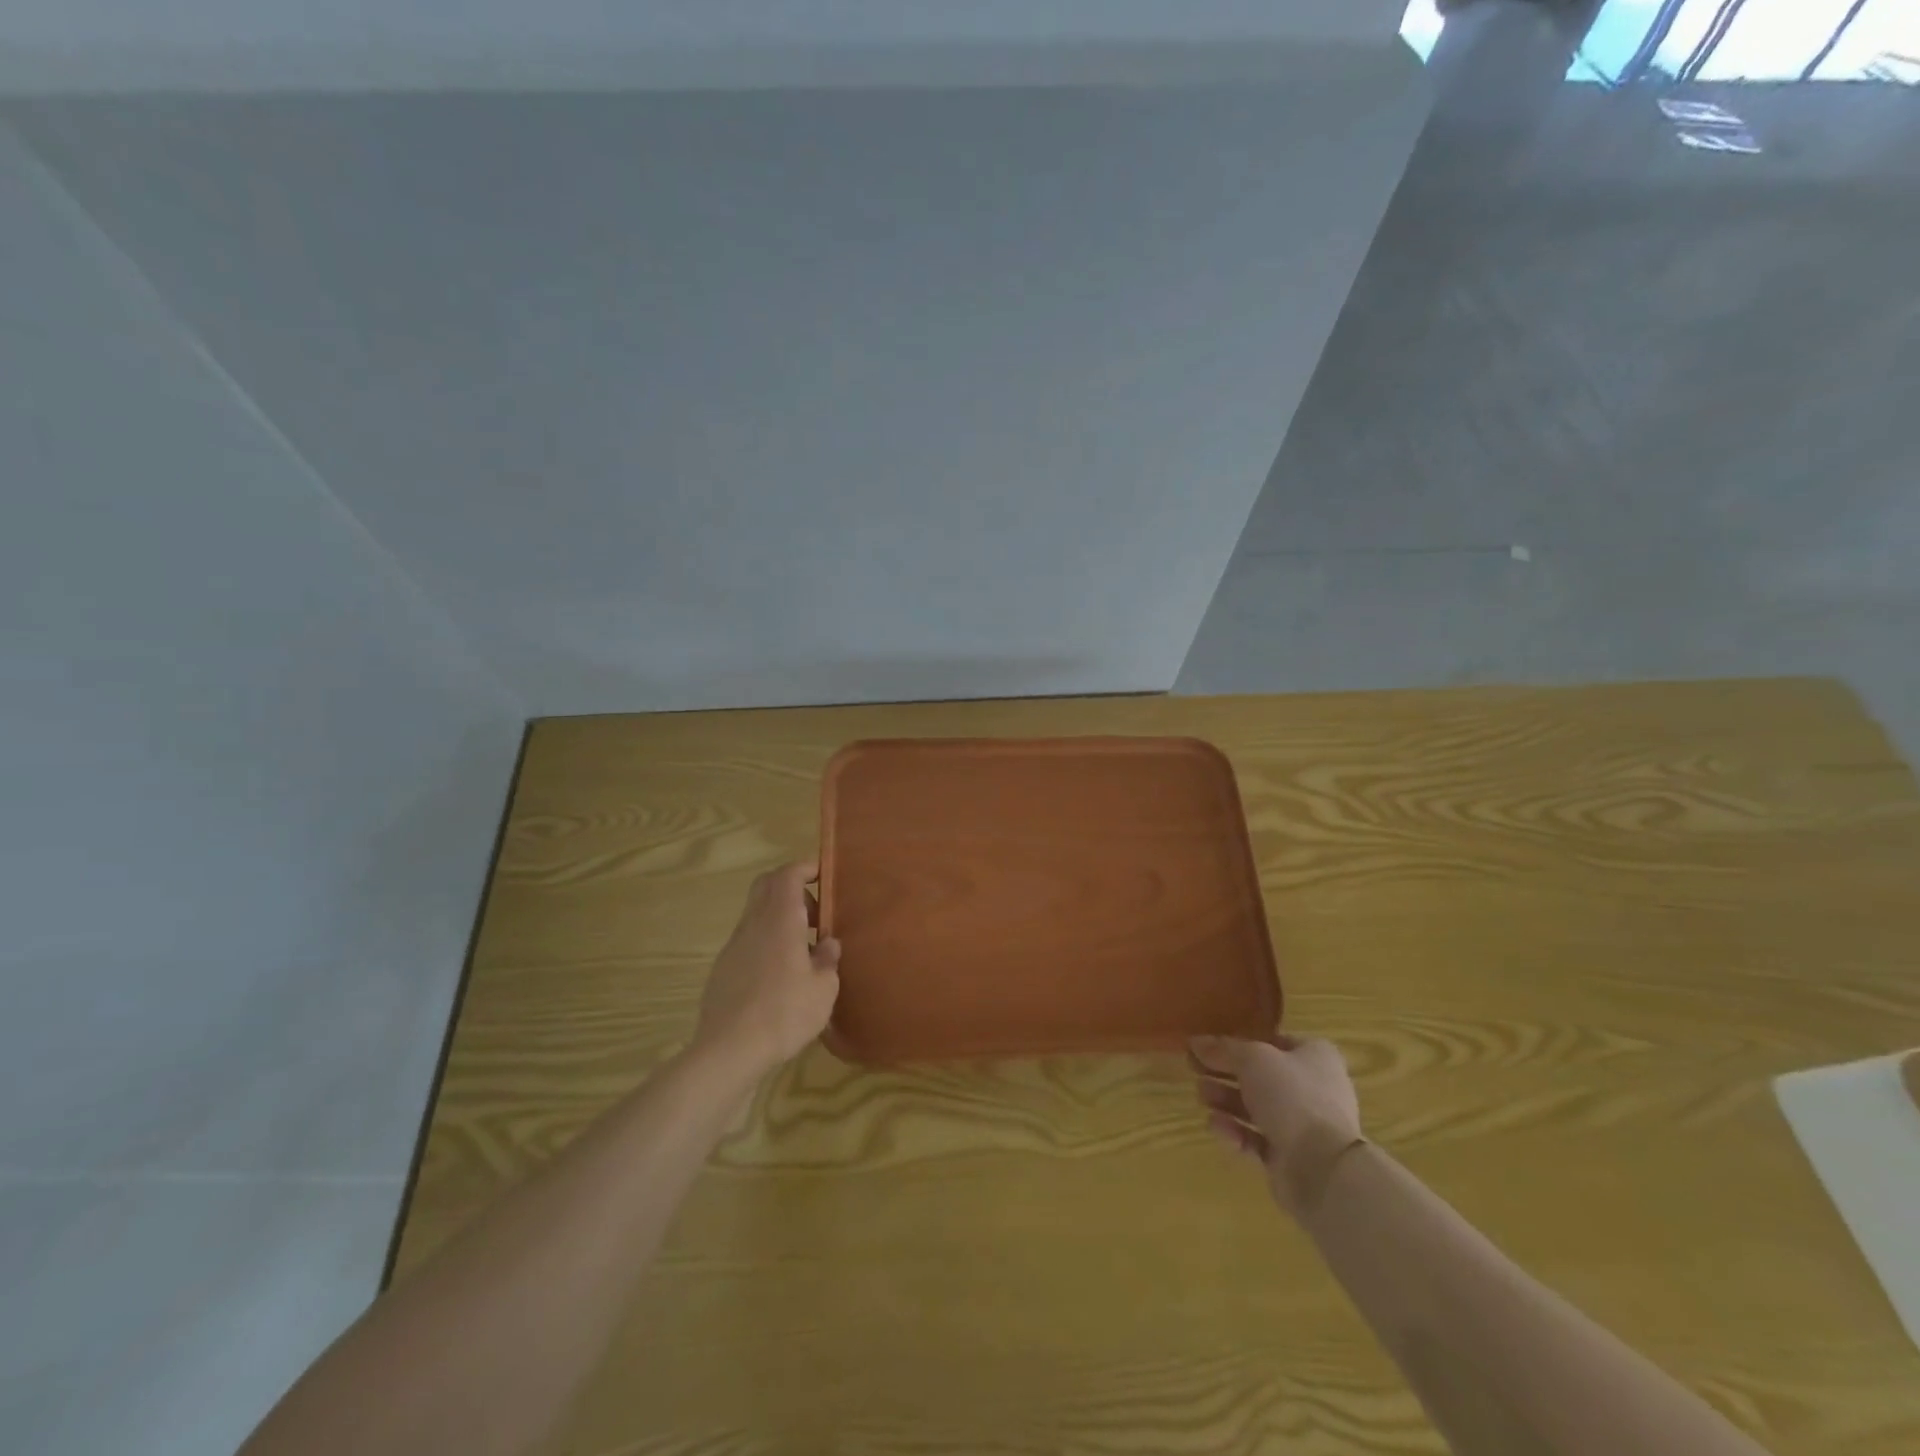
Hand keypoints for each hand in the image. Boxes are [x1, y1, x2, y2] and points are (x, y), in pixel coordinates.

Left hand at [695, 862, 840, 1077]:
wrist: (729, 1051)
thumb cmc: (784, 1013)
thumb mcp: (823, 990)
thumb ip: (827, 960)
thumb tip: (827, 944)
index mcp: (780, 920)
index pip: (787, 874)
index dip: (805, 868)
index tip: (823, 875)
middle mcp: (753, 924)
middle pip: (766, 885)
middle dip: (791, 888)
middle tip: (814, 913)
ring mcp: (733, 946)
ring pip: (756, 914)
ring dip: (779, 918)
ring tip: (802, 950)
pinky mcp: (722, 969)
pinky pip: (748, 941)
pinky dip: (766, 942)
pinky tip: (779, 976)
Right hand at [1191, 1035, 1364, 1216]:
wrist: (1322, 1168)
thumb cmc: (1292, 1096)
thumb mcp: (1252, 1059)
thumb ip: (1222, 1049)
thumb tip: (1195, 1041)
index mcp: (1315, 1056)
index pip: (1274, 1041)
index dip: (1242, 1041)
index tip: (1211, 1045)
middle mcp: (1313, 1088)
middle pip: (1260, 1076)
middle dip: (1225, 1073)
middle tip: (1195, 1069)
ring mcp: (1304, 1126)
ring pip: (1256, 1108)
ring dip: (1226, 1101)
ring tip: (1201, 1097)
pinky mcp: (1291, 1158)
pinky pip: (1257, 1139)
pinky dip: (1236, 1132)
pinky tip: (1218, 1128)